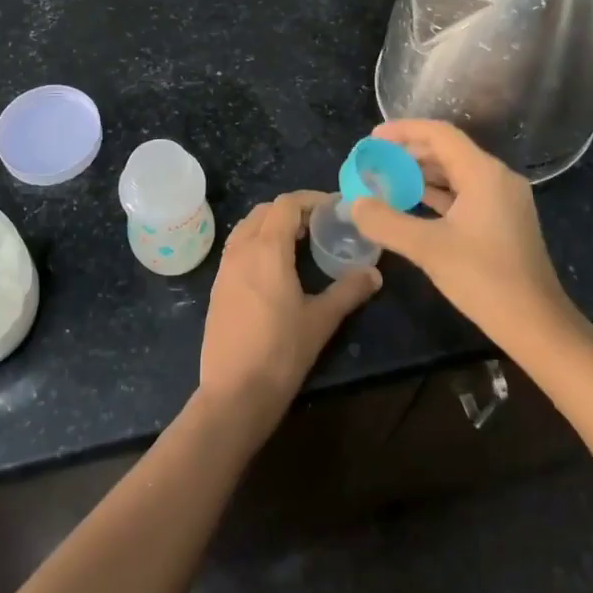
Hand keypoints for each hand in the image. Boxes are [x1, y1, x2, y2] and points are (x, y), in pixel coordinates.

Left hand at [197, 190, 381, 426]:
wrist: (234, 392)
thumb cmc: (281, 352)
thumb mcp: (321, 320)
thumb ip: (349, 291)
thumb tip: (375, 273)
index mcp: (267, 248)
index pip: (286, 204)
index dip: (311, 199)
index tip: (334, 208)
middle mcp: (241, 249)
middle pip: (264, 211)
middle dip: (291, 210)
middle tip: (318, 226)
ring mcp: (224, 267)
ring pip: (247, 227)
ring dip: (270, 225)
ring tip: (297, 243)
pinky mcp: (217, 286)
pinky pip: (237, 248)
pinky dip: (256, 243)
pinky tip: (274, 268)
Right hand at [349, 120, 578, 343]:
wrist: (537, 326)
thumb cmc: (484, 279)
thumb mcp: (427, 248)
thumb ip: (386, 221)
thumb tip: (355, 203)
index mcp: (483, 173)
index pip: (439, 134)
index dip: (403, 131)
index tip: (372, 139)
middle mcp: (497, 178)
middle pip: (447, 151)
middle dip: (408, 154)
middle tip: (375, 163)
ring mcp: (503, 200)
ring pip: (456, 173)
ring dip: (421, 175)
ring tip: (386, 182)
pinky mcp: (503, 221)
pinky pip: (464, 194)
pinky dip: (436, 194)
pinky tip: (412, 205)